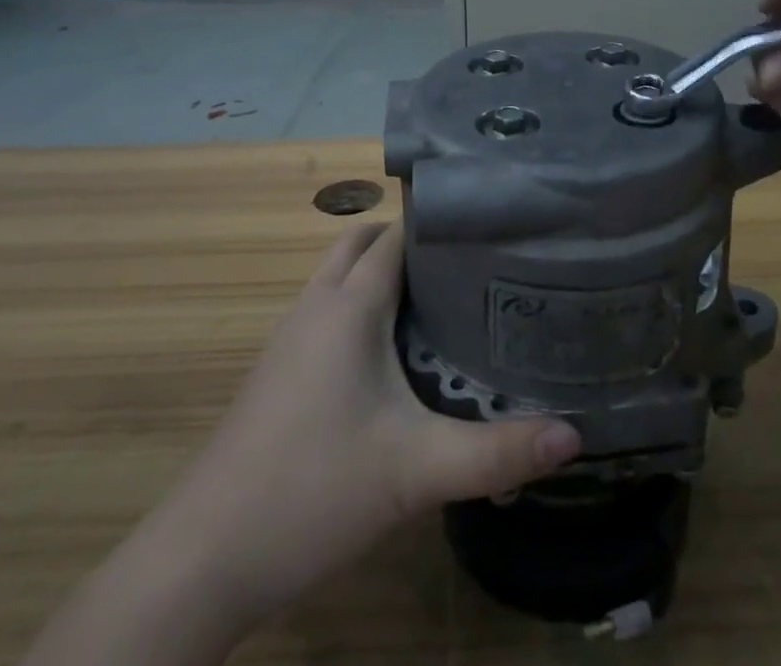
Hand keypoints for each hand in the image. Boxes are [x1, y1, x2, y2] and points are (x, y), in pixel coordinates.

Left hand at [170, 220, 580, 631]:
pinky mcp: (278, 369)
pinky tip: (391, 355)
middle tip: (466, 265)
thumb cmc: (314, 490)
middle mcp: (316, 305)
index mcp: (349, 305)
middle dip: (409, 242)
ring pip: (340, 276)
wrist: (204, 557)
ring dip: (381, 274)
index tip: (488, 226)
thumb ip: (498, 452)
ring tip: (440, 301)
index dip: (440, 223)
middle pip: (362, 244)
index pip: (397, 235)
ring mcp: (290, 336)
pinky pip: (326, 310)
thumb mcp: (417, 472)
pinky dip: (359, 306)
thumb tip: (575, 436)